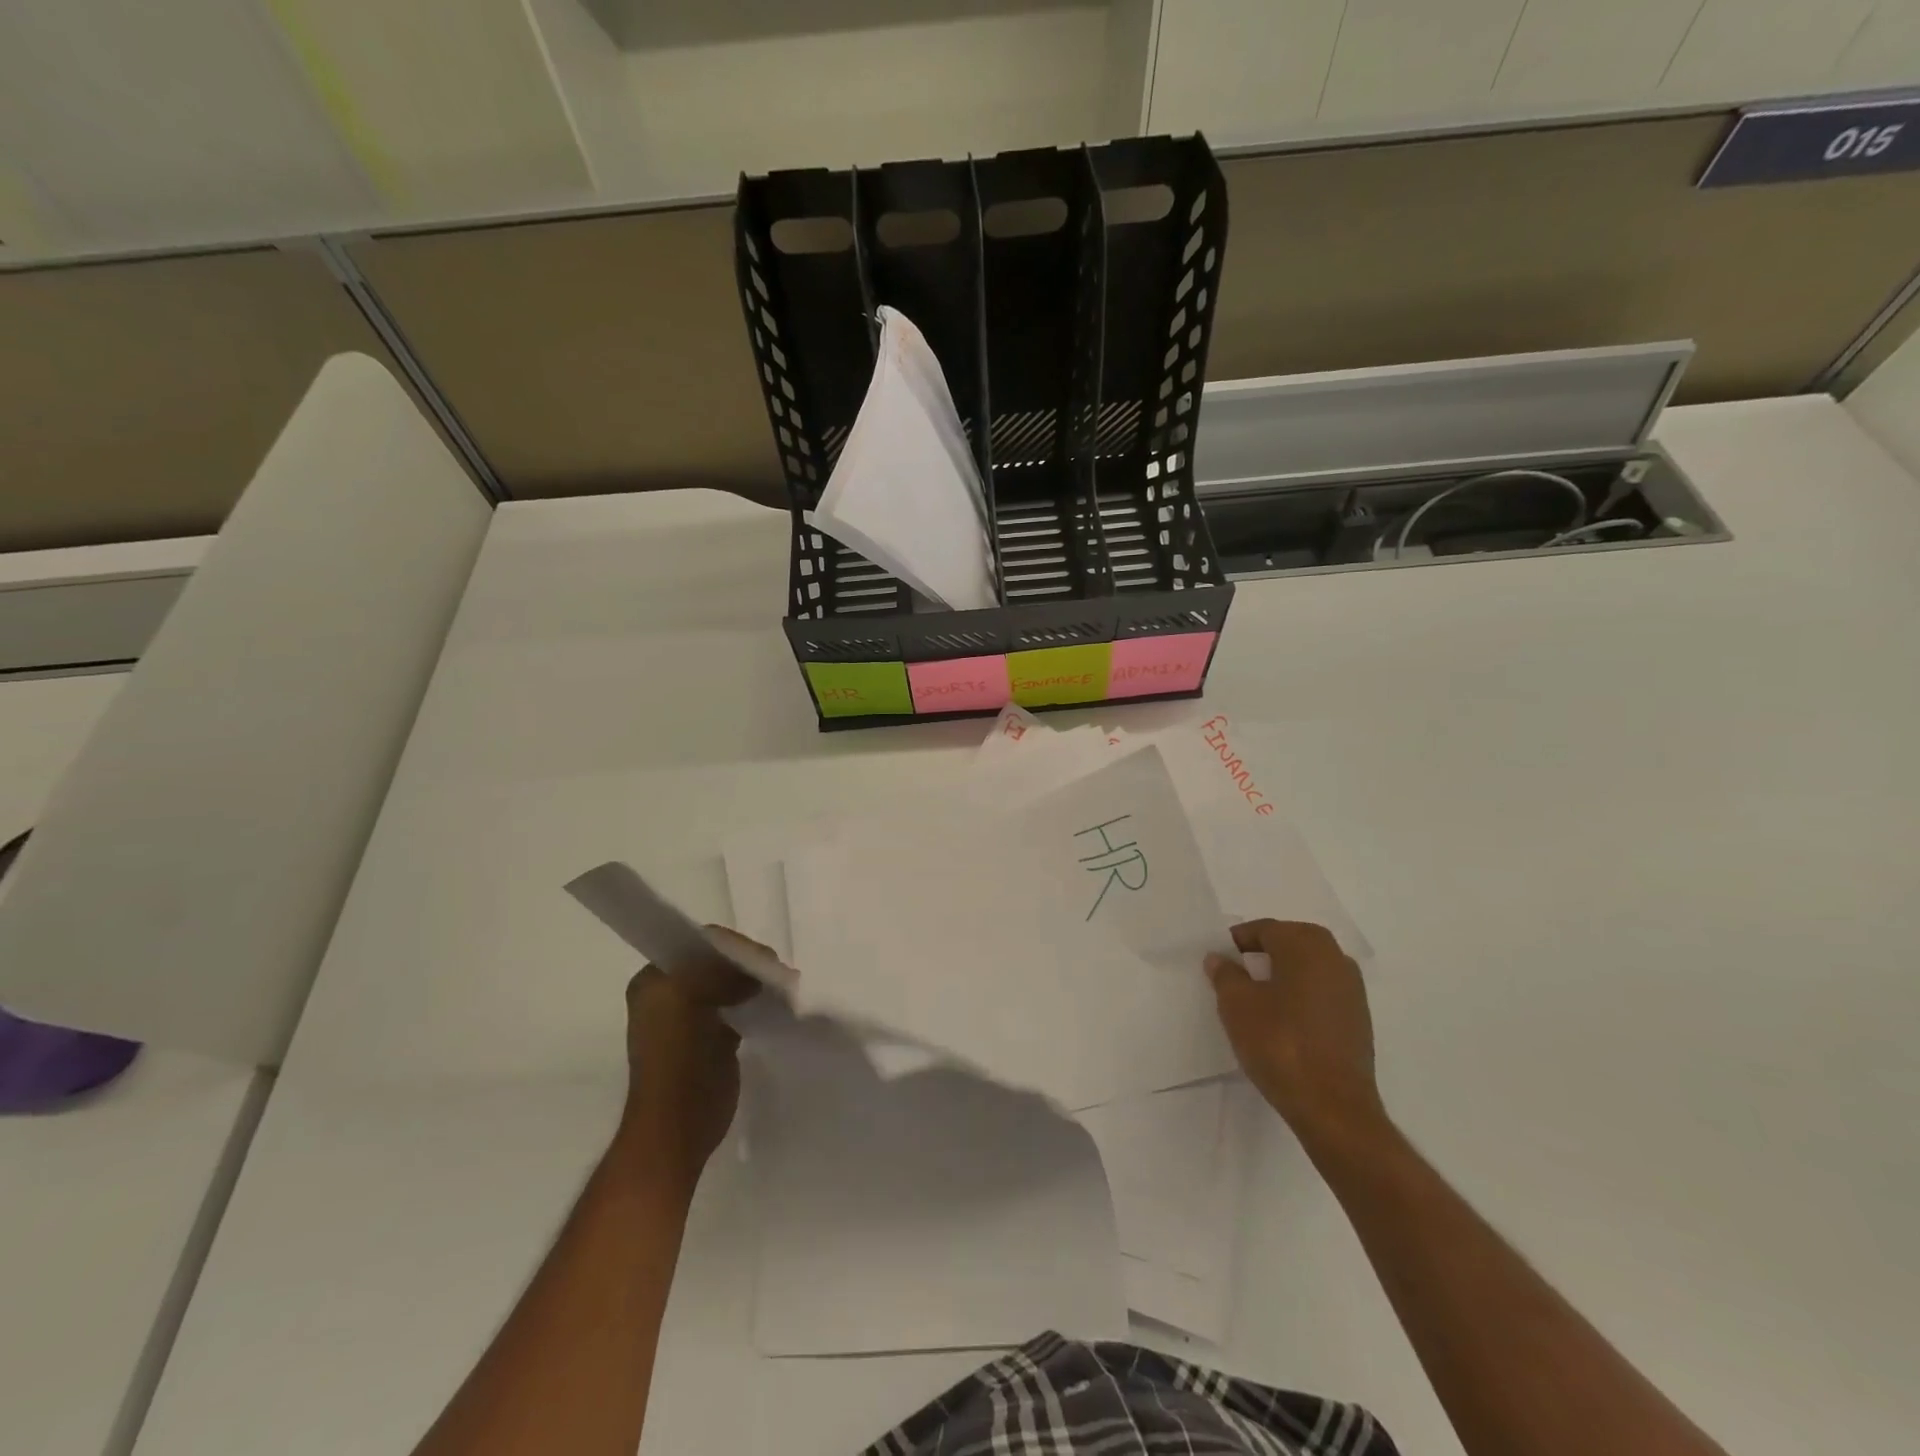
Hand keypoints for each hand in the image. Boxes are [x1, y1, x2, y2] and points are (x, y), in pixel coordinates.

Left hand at [614, 933, 763, 1193]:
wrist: (678, 1126)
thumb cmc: (677, 1058)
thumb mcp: (689, 996)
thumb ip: (719, 972)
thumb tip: (754, 973)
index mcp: (653, 982)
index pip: (696, 945)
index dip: (729, 945)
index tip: (760, 954)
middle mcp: (670, 995)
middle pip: (715, 965)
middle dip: (745, 965)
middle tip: (776, 969)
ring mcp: (692, 1019)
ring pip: (729, 987)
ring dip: (754, 984)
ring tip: (783, 985)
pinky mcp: (714, 1041)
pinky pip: (739, 1010)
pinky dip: (757, 1004)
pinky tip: (778, 1005)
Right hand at [1206, 919, 1388, 1152]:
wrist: (1333, 1107)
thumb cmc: (1279, 1043)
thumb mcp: (1237, 1005)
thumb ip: (1226, 975)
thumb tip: (1220, 958)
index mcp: (1306, 945)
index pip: (1265, 929)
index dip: (1238, 941)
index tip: (1219, 959)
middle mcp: (1335, 958)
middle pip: (1291, 943)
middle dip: (1263, 954)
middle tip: (1236, 974)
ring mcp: (1353, 990)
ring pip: (1309, 969)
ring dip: (1284, 975)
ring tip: (1258, 999)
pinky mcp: (1359, 1020)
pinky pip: (1322, 993)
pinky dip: (1301, 997)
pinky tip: (1283, 1022)